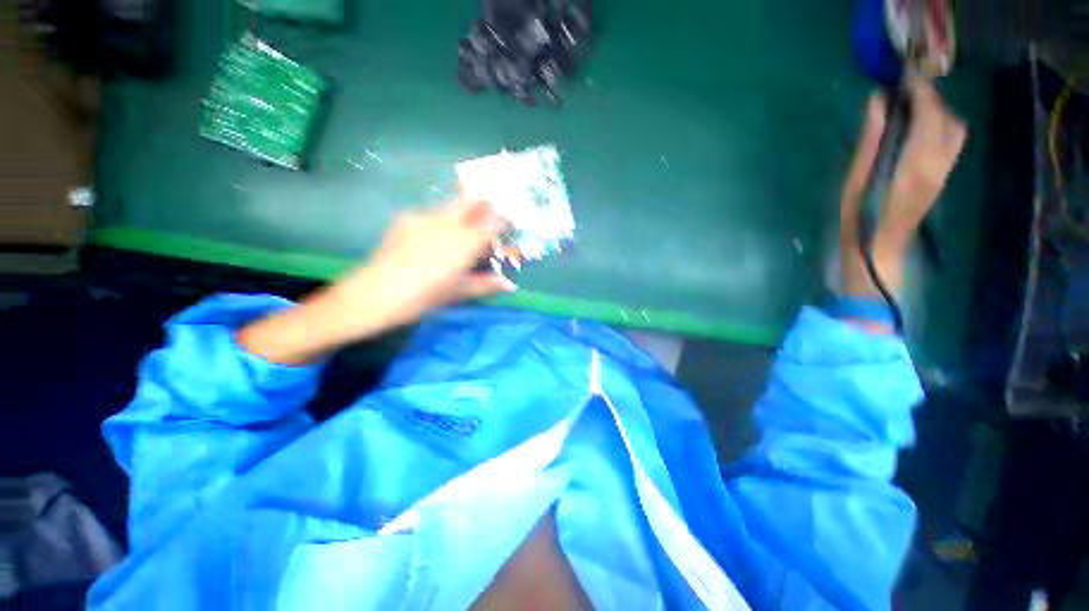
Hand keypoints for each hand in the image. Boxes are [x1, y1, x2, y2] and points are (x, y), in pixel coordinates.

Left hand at [330, 196, 515, 329]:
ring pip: (450, 206)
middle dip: (483, 205)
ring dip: (461, 214)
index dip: (502, 219)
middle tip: (487, 217)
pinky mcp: (405, 219)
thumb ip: (486, 284)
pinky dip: (440, 222)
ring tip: (459, 233)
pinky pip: (430, 214)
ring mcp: (423, 218)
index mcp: (463, 243)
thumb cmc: (424, 297)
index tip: (508, 222)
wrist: (375, 294)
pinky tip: (433, 239)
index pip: (491, 222)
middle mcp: (446, 223)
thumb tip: (510, 285)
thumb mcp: (459, 292)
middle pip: (470, 201)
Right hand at [840, 76, 966, 297]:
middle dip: (930, 98)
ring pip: (955, 128)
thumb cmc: (859, 220)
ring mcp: (944, 171)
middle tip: (903, 93)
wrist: (879, 251)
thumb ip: (870, 140)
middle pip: (948, 118)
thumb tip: (877, 101)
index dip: (920, 90)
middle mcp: (938, 164)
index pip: (929, 114)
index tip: (902, 76)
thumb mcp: (854, 180)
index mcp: (914, 165)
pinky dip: (939, 125)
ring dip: (937, 111)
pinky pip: (951, 140)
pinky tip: (918, 128)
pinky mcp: (943, 176)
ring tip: (910, 109)